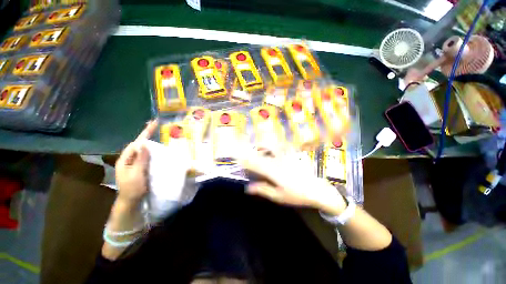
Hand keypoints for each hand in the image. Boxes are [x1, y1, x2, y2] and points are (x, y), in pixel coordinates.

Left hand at [115, 120, 157, 205]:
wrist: (131, 201)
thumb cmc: (132, 188)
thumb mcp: (136, 174)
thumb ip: (141, 160)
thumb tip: (145, 144)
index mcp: (126, 159)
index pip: (136, 143)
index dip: (145, 133)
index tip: (153, 123)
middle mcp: (130, 159)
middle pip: (140, 144)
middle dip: (149, 135)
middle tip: (160, 128)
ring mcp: (136, 163)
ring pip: (145, 150)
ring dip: (153, 143)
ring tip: (162, 137)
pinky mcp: (142, 167)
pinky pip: (148, 156)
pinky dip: (155, 152)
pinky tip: (161, 151)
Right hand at [238, 148, 346, 213]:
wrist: (318, 190)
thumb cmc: (297, 195)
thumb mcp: (278, 196)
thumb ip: (263, 189)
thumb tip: (248, 188)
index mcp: (274, 172)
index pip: (255, 164)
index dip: (245, 160)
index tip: (237, 157)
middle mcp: (278, 161)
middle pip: (261, 154)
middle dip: (251, 152)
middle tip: (244, 152)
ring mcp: (286, 157)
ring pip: (271, 147)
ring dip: (263, 146)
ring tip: (257, 147)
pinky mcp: (293, 156)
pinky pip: (282, 146)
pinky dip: (275, 145)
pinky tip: (273, 147)